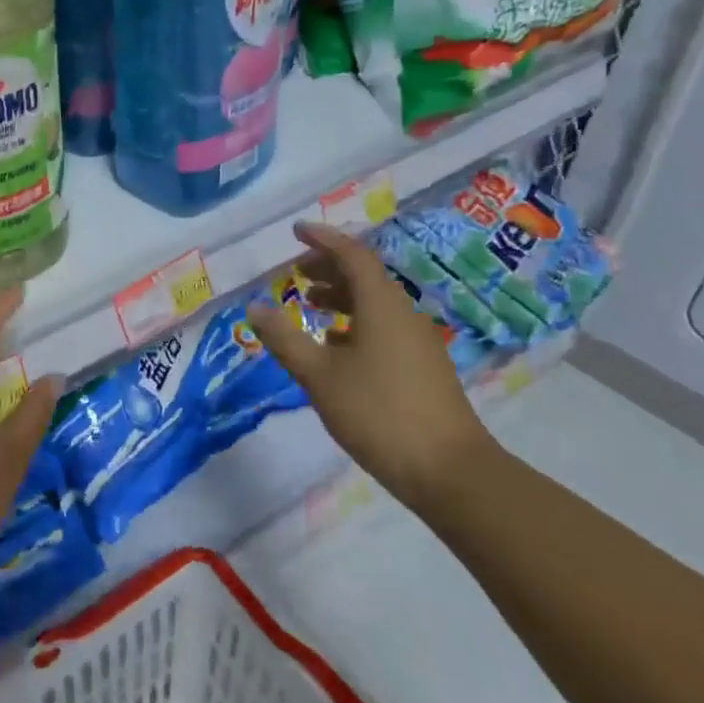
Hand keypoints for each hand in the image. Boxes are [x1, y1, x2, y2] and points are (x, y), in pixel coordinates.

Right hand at [248, 222, 494, 508]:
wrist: (449, 471)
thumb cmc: (379, 413)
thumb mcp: (319, 376)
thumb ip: (285, 339)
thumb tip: (254, 307)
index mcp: (382, 306)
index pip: (353, 256)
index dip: (323, 239)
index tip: (296, 231)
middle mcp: (403, 315)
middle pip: (365, 276)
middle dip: (329, 266)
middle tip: (296, 270)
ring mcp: (416, 342)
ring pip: (374, 304)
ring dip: (340, 296)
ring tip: (308, 302)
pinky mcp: (421, 368)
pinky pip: (383, 327)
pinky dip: (354, 322)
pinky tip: (334, 345)